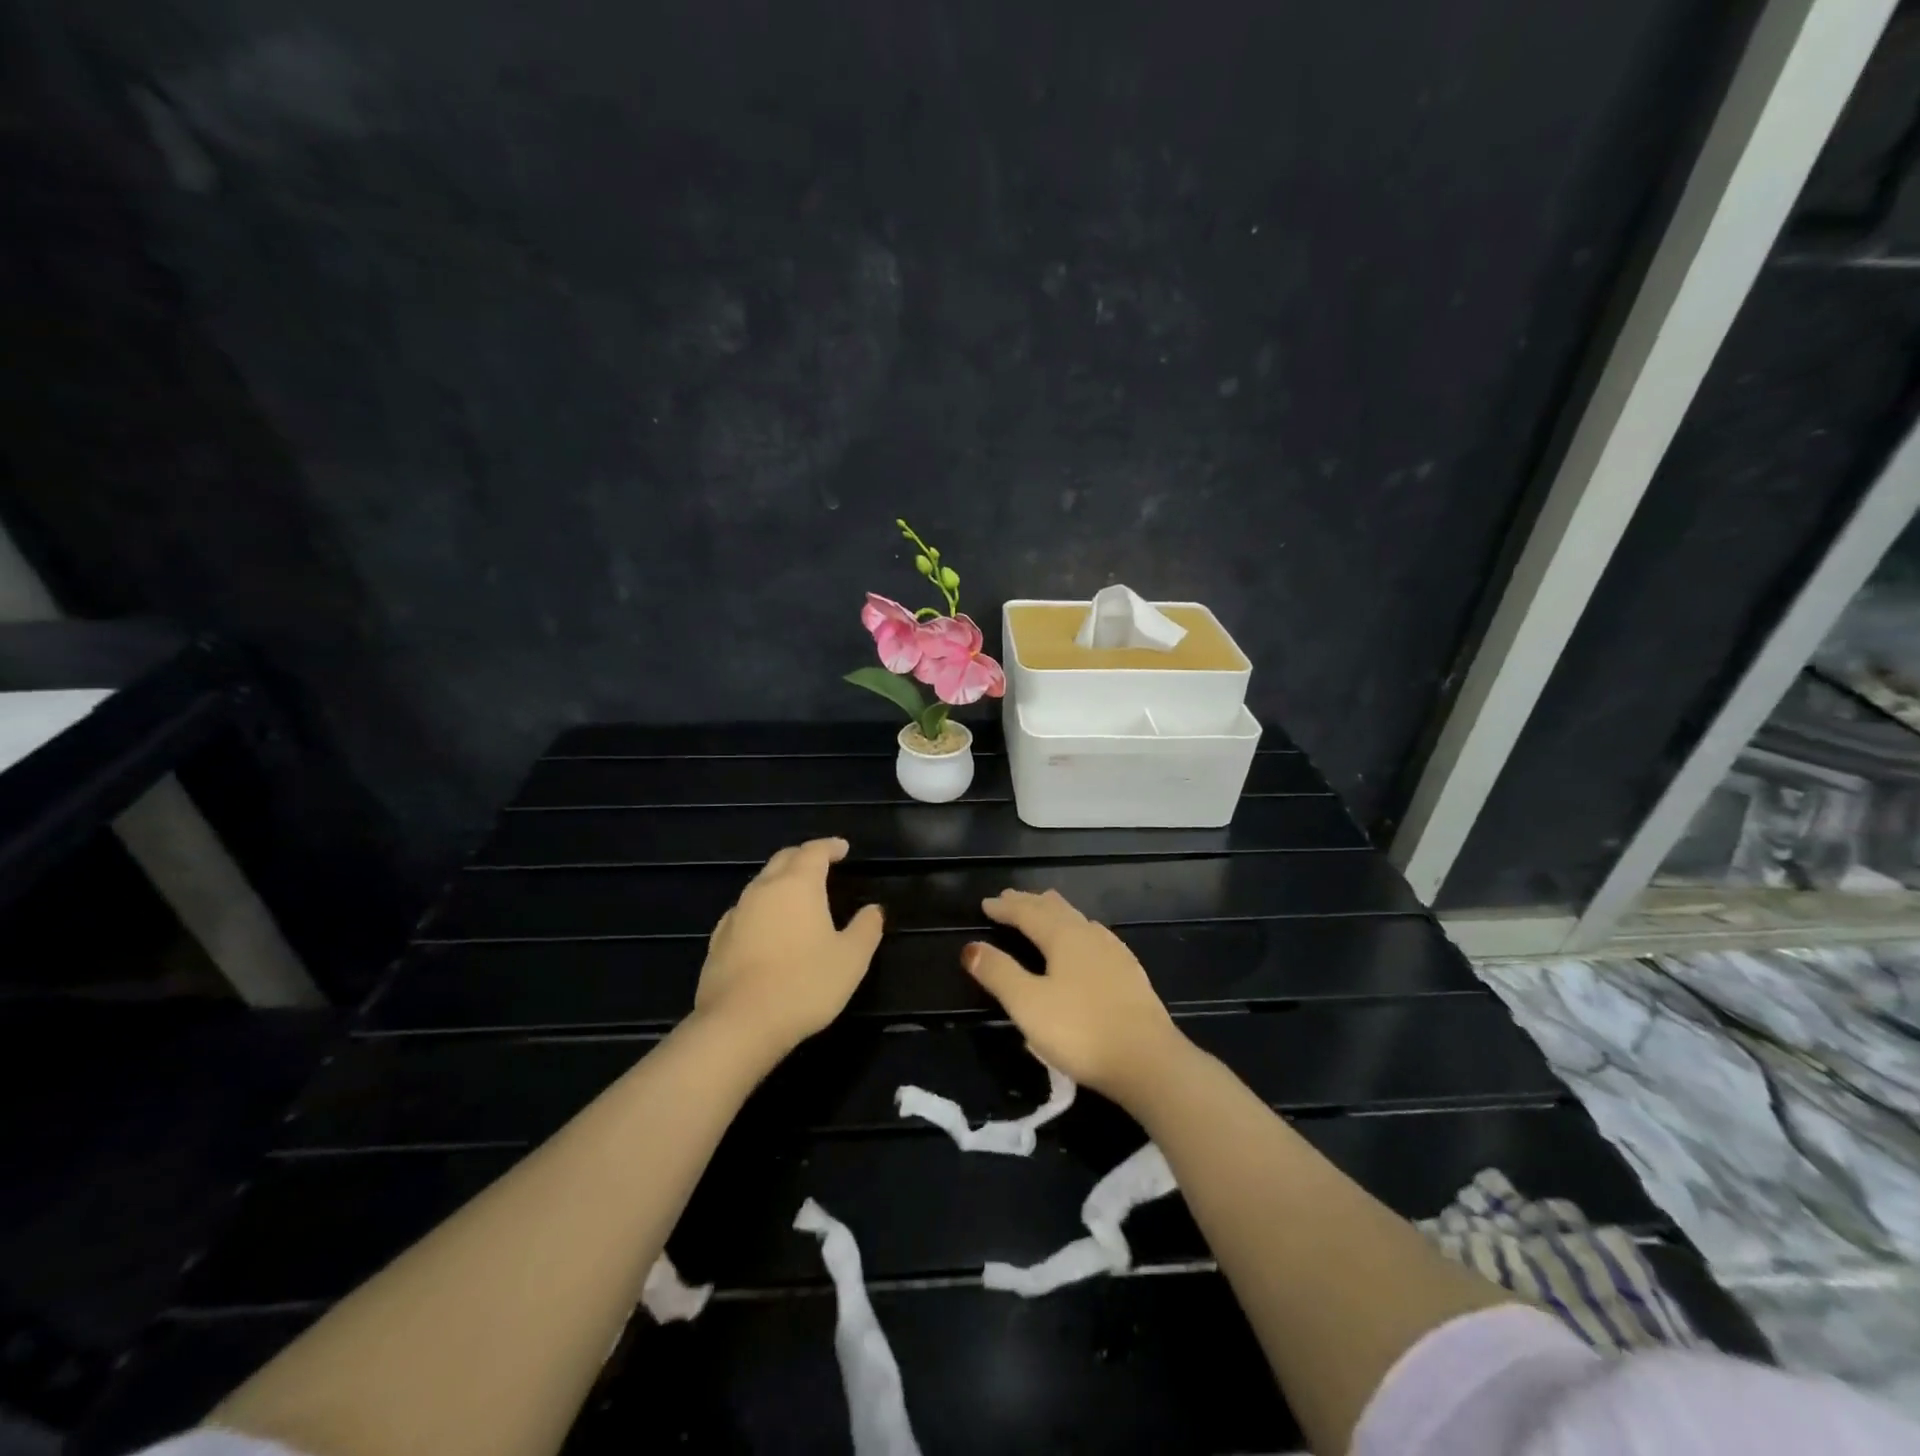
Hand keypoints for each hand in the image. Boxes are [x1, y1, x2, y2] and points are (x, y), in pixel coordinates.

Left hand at [694, 838, 884, 1056]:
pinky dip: (761, 909)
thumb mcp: (851, 959)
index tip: (843, 849)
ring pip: (760, 884)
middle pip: (783, 860)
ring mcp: (736, 914)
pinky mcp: (718, 940)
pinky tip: (767, 927)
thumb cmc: (804, 984)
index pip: (814, 851)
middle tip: (821, 864)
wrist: (739, 1024)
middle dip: (803, 857)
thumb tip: (873, 909)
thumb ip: (866, 929)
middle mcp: (763, 889)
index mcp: (797, 885)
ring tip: (796, 896)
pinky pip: (744, 911)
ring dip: (780, 882)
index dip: (830, 846)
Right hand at [962, 888, 1185, 1100]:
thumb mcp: (1028, 1004)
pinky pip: (1095, 938)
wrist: (1148, 1061)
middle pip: (1055, 909)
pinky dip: (1077, 930)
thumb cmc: (1080, 1030)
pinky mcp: (1130, 974)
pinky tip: (1086, 943)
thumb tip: (971, 947)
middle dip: (1030, 903)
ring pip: (1078, 920)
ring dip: (1055, 913)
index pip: (1028, 912)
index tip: (986, 903)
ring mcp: (1114, 953)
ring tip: (1044, 911)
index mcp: (1063, 936)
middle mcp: (1090, 935)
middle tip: (1010, 899)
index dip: (1005, 907)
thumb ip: (999, 973)